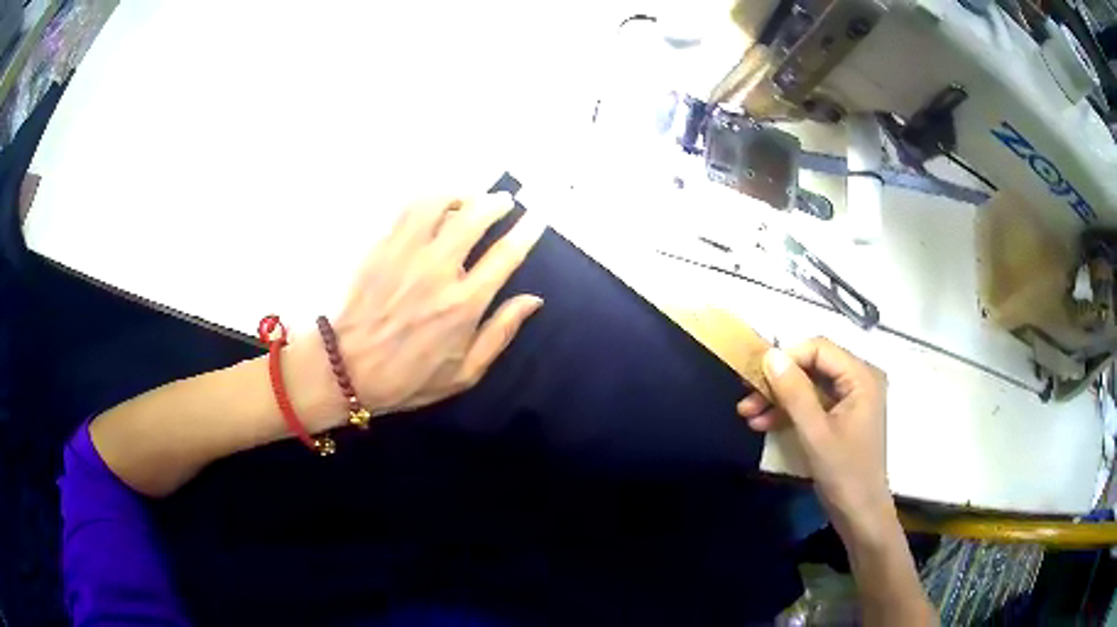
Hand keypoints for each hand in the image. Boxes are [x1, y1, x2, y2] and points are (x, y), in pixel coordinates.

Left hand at [288, 194, 544, 428]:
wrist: (349, 370)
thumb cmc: (411, 377)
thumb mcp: (465, 372)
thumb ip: (500, 333)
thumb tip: (532, 299)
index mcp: (463, 304)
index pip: (505, 255)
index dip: (527, 231)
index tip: (537, 217)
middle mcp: (437, 271)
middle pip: (474, 217)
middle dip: (495, 202)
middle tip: (504, 201)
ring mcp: (406, 255)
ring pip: (438, 205)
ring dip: (460, 196)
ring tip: (468, 199)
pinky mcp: (382, 249)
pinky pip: (408, 211)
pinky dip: (428, 202)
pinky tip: (435, 207)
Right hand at [736, 338, 893, 537]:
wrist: (860, 513)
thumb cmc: (844, 472)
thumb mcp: (815, 432)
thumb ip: (794, 392)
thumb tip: (770, 355)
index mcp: (861, 376)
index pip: (819, 349)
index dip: (786, 358)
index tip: (755, 377)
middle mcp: (858, 379)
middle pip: (813, 366)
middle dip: (778, 382)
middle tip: (746, 399)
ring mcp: (850, 399)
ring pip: (808, 385)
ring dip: (779, 398)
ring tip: (747, 414)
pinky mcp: (841, 416)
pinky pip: (812, 403)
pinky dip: (789, 412)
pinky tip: (763, 423)